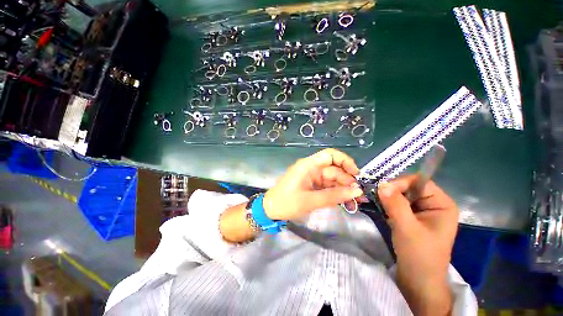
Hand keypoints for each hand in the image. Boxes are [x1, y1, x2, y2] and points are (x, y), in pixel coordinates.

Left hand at [264, 149, 363, 220]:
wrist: (270, 210)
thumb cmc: (286, 203)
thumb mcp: (311, 200)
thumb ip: (334, 196)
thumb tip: (357, 191)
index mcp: (308, 166)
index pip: (330, 155)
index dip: (345, 161)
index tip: (356, 174)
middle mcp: (311, 168)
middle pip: (334, 170)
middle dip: (348, 182)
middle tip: (360, 196)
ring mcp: (312, 177)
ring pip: (332, 180)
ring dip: (344, 190)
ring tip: (356, 203)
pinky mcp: (312, 186)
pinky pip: (327, 187)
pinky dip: (336, 194)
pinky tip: (346, 203)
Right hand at [377, 175, 457, 315]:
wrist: (418, 281)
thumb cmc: (419, 256)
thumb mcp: (407, 228)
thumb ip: (395, 204)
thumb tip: (381, 184)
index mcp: (442, 204)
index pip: (419, 182)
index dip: (400, 184)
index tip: (382, 192)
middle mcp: (433, 204)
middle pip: (409, 187)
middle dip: (392, 191)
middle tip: (377, 198)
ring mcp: (422, 211)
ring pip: (401, 195)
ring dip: (387, 198)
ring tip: (378, 205)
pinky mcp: (412, 217)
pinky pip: (397, 203)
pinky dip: (387, 205)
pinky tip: (382, 211)